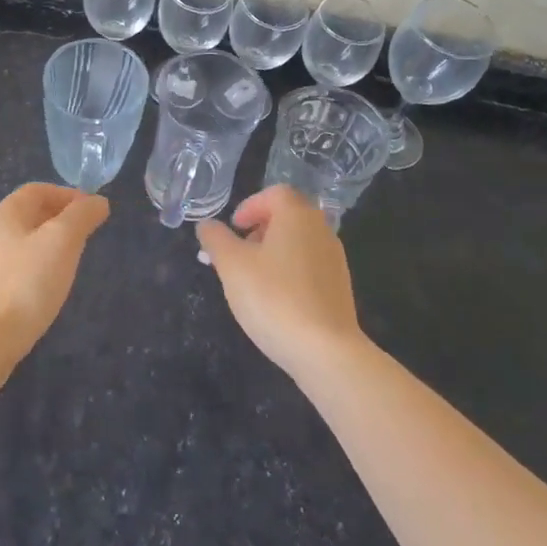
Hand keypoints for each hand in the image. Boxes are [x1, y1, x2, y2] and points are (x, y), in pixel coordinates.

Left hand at [0, 184, 108, 365]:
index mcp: (3, 213)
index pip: (38, 191)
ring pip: (18, 245)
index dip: (67, 195)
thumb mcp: (61, 242)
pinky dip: (31, 272)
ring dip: (44, 247)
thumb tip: (97, 201)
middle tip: (85, 238)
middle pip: (26, 216)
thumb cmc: (24, 285)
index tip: (93, 212)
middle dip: (57, 221)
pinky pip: (10, 272)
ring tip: (68, 266)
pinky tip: (42, 293)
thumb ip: (81, 216)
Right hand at [196, 185, 366, 379]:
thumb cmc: (273, 298)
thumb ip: (215, 238)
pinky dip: (289, 272)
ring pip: (298, 243)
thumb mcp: (231, 265)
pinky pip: (309, 266)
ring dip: (273, 252)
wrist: (326, 351)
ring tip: (251, 280)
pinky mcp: (340, 288)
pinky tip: (275, 300)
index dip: (250, 206)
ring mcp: (334, 260)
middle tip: (237, 254)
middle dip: (259, 230)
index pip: (275, 193)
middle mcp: (321, 230)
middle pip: (288, 217)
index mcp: (297, 215)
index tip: (234, 228)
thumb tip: (206, 225)